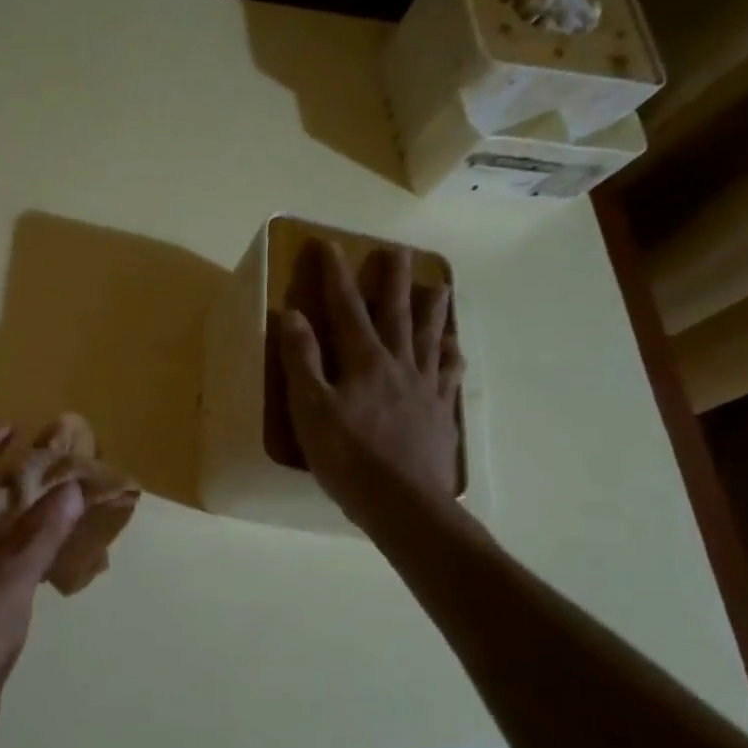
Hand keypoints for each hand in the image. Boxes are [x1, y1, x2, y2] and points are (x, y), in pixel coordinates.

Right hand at [279, 240, 464, 535]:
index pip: (346, 309)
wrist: (402, 502)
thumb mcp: (310, 410)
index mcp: (364, 362)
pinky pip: (448, 373)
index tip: (328, 245)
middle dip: (392, 281)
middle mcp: (398, 364)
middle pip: (396, 313)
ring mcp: (425, 388)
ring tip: (438, 285)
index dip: (336, 276)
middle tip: (396, 251)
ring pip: (430, 337)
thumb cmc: (347, 458)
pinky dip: (451, 354)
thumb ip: (301, 361)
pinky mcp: (439, 412)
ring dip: (431, 309)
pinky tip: (455, 347)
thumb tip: (292, 314)